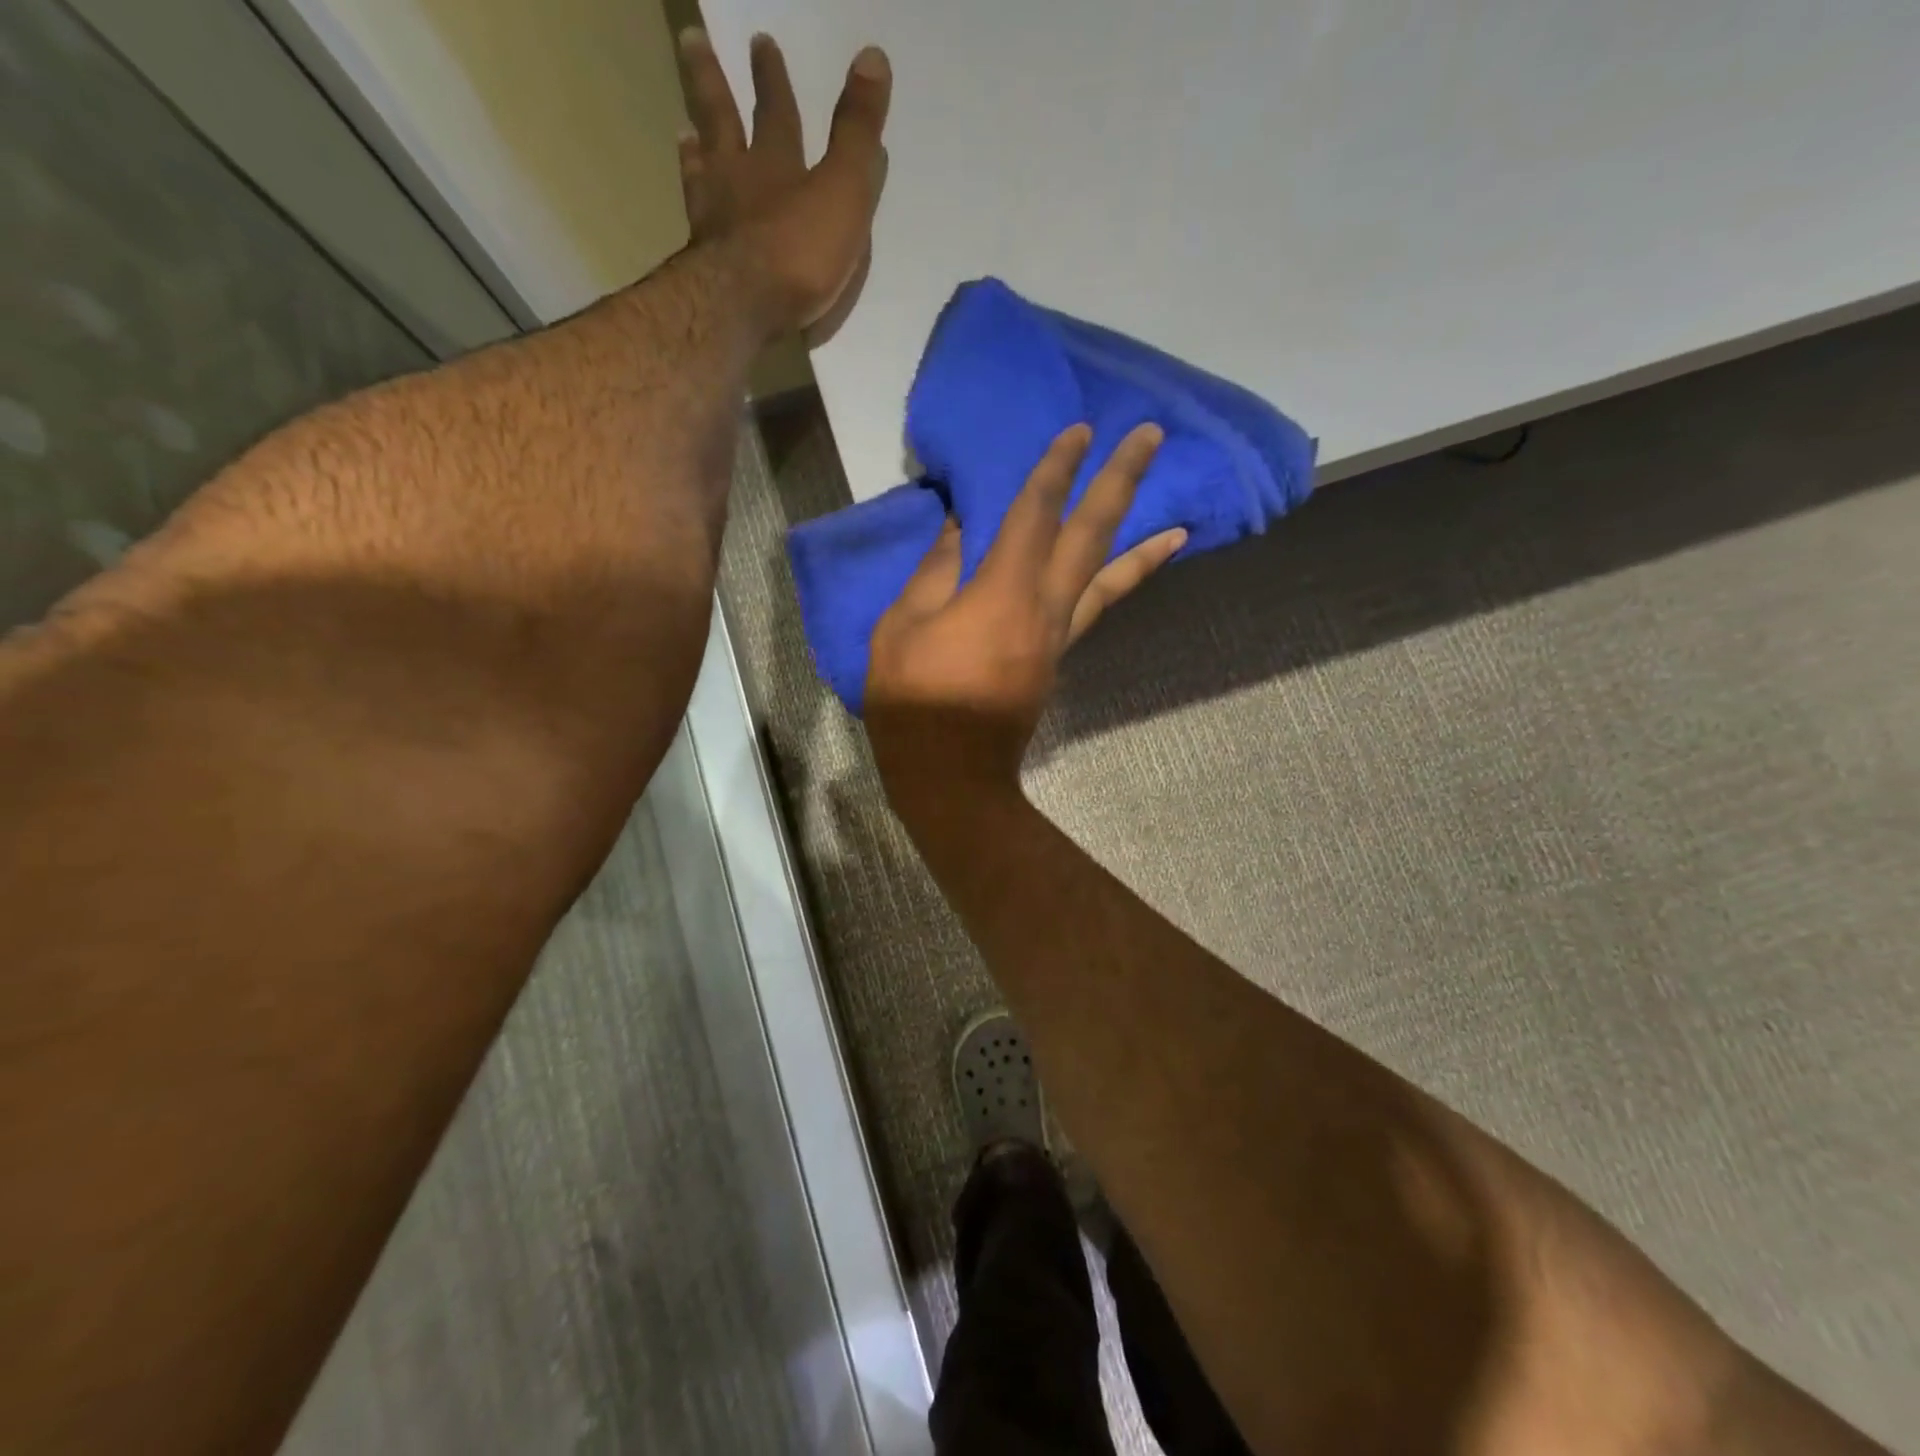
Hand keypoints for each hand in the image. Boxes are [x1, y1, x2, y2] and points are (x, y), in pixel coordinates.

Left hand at [677, 29, 890, 343]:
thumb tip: (873, 56)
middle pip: (721, 120)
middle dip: (712, 82)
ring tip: (685, 132)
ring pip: (701, 171)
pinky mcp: (703, 263)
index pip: (775, 110)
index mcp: (775, 163)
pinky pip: (696, 224)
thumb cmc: (799, 251)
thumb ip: (857, 134)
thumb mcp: (842, 190)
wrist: (744, 306)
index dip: (771, 77)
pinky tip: (692, 212)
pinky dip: (693, 208)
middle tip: (692, 41)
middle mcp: (737, 181)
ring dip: (695, 149)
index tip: (760, 40)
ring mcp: (713, 220)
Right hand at [866, 423, 1185, 809]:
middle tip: (1152, 437)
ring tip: (1182, 524)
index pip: (1036, 514)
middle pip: (1091, 535)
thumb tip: (960, 529)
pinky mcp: (1057, 658)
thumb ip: (934, 573)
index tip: (1080, 430)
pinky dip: (1121, 585)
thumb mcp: (902, 628)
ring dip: (1144, 544)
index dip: (1057, 468)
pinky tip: (1127, 573)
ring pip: (1109, 579)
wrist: (951, 773)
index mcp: (1003, 592)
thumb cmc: (915, 701)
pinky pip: (1096, 610)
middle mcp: (1045, 607)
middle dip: (1121, 481)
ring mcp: (1059, 635)